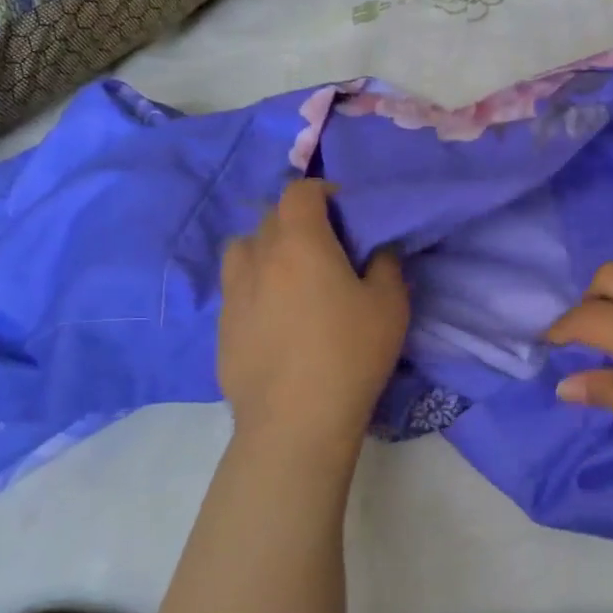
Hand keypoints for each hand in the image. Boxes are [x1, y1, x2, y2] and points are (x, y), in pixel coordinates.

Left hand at [219, 179, 408, 450]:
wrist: (295, 420)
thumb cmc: (350, 353)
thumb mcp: (390, 305)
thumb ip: (386, 264)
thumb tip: (378, 249)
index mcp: (300, 242)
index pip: (299, 192)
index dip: (322, 191)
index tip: (344, 210)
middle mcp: (258, 257)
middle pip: (271, 217)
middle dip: (298, 220)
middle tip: (326, 246)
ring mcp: (233, 293)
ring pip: (244, 250)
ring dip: (267, 249)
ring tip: (291, 275)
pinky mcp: (222, 327)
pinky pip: (237, 289)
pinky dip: (256, 287)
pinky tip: (277, 318)